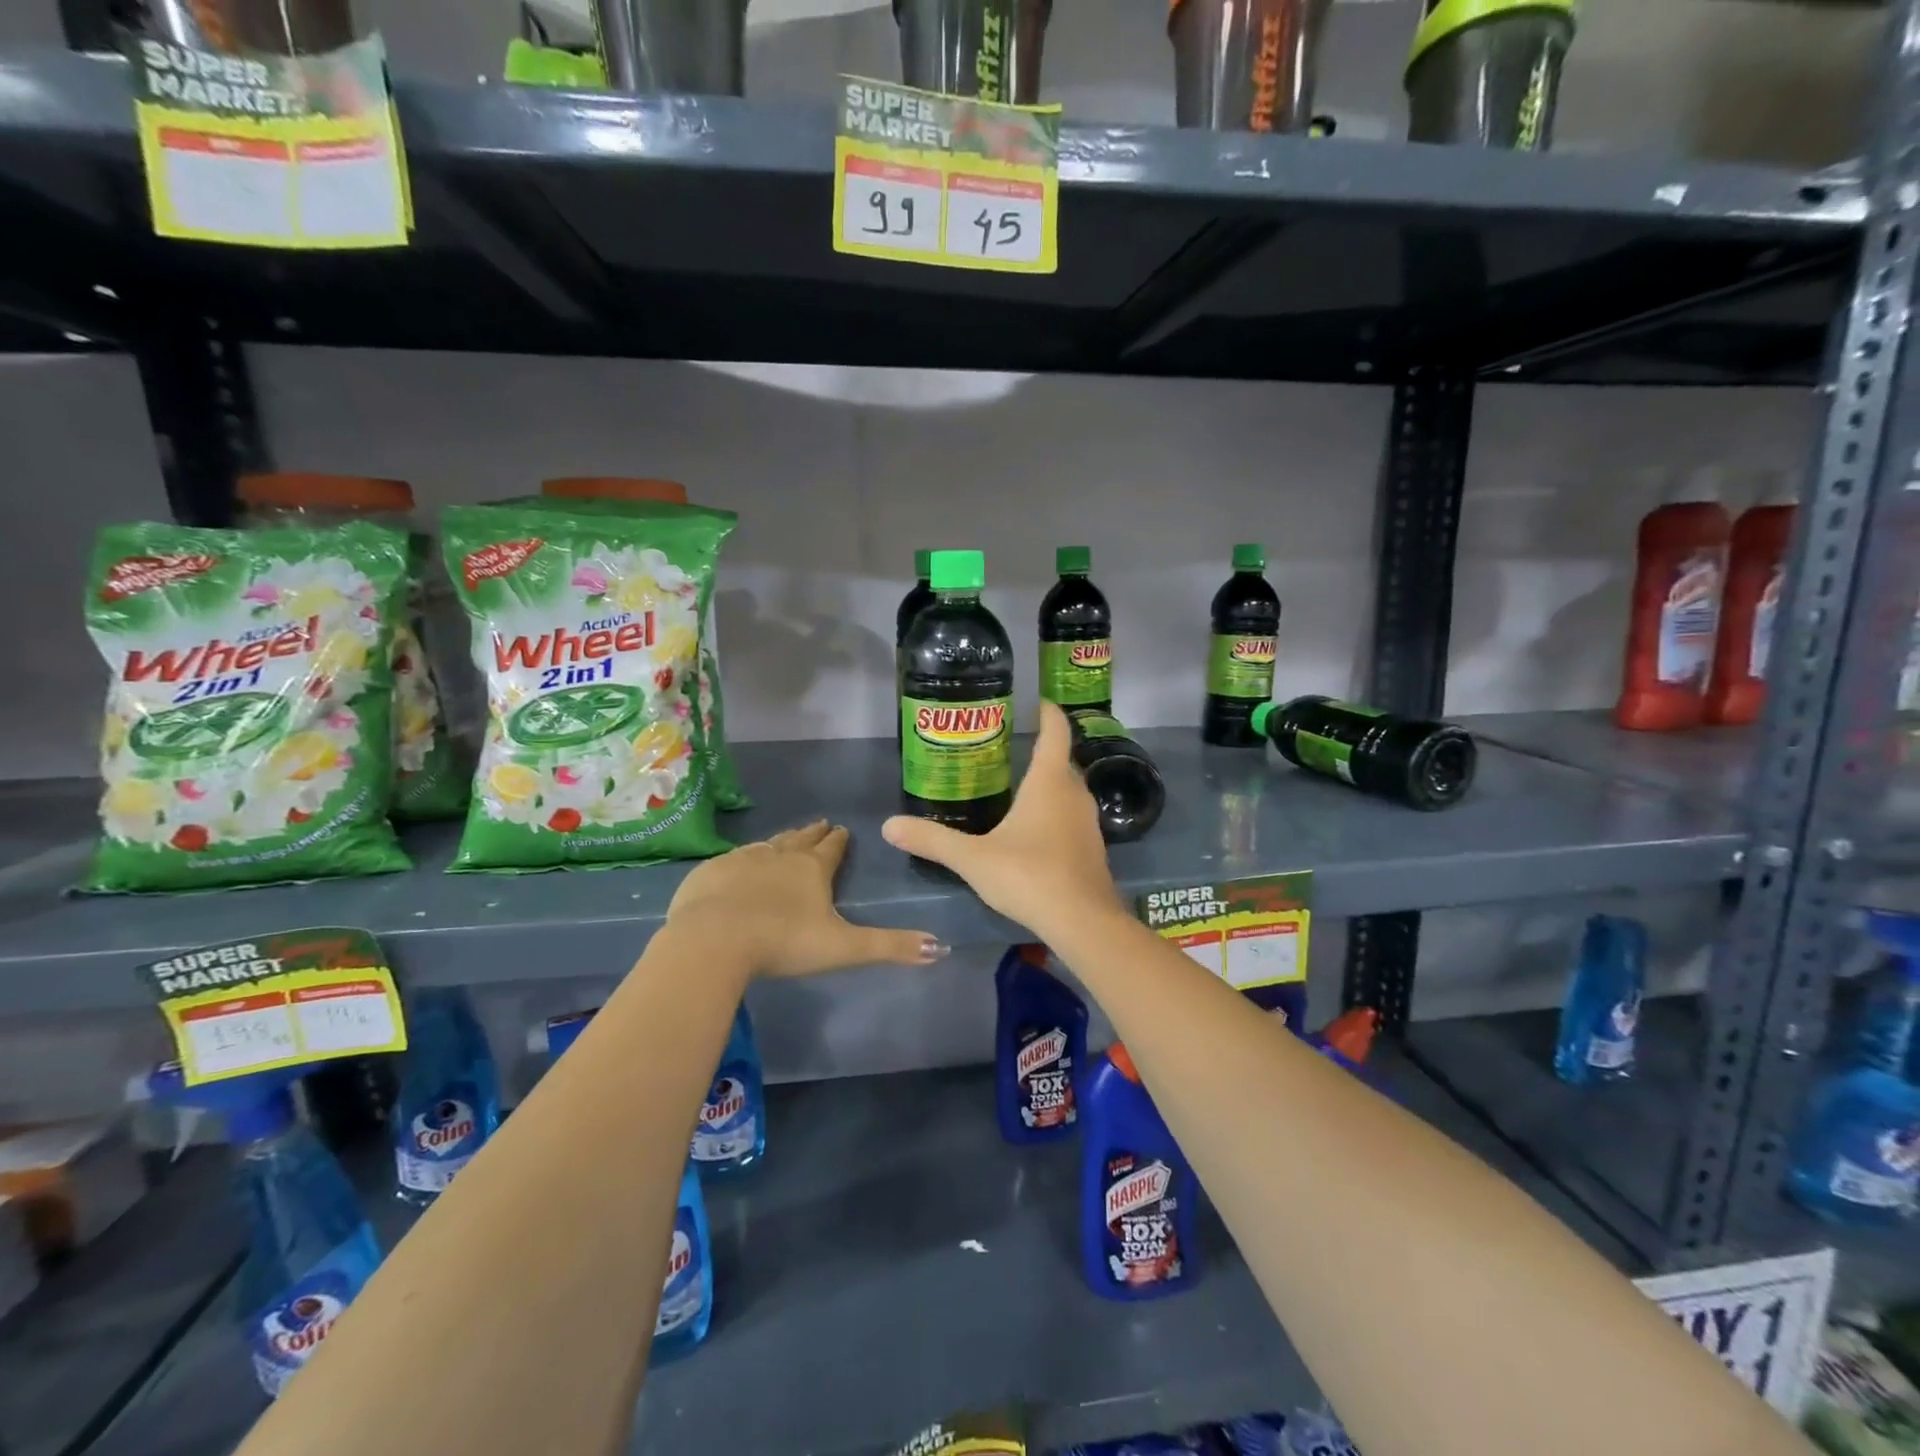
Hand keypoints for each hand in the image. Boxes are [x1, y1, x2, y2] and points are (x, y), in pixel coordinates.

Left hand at [665, 821, 946, 977]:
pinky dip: (742, 859)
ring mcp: (742, 861)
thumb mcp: (844, 948)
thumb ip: (891, 947)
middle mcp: (779, 856)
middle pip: (800, 840)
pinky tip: (739, 864)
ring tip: (786, 840)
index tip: (842, 829)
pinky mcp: (710, 872)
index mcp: (812, 869)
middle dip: (813, 834)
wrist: (713, 940)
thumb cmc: (784, 942)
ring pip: (767, 845)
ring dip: (780, 842)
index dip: (839, 840)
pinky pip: (732, 860)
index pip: (832, 849)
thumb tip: (942, 948)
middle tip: (820, 824)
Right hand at [882, 702, 1123, 942]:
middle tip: (1010, 744)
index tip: (1035, 701)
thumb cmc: (1029, 877)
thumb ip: (932, 840)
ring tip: (1019, 782)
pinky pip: (1072, 814)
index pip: (1056, 731)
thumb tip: (888, 825)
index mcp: (1049, 782)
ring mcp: (1088, 821)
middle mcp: (1074, 793)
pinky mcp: (1092, 847)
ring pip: (1069, 789)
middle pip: (1062, 759)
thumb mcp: (973, 859)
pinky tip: (1035, 828)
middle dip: (1041, 748)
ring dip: (1049, 780)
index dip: (1047, 712)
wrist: (1083, 922)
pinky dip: (1056, 809)